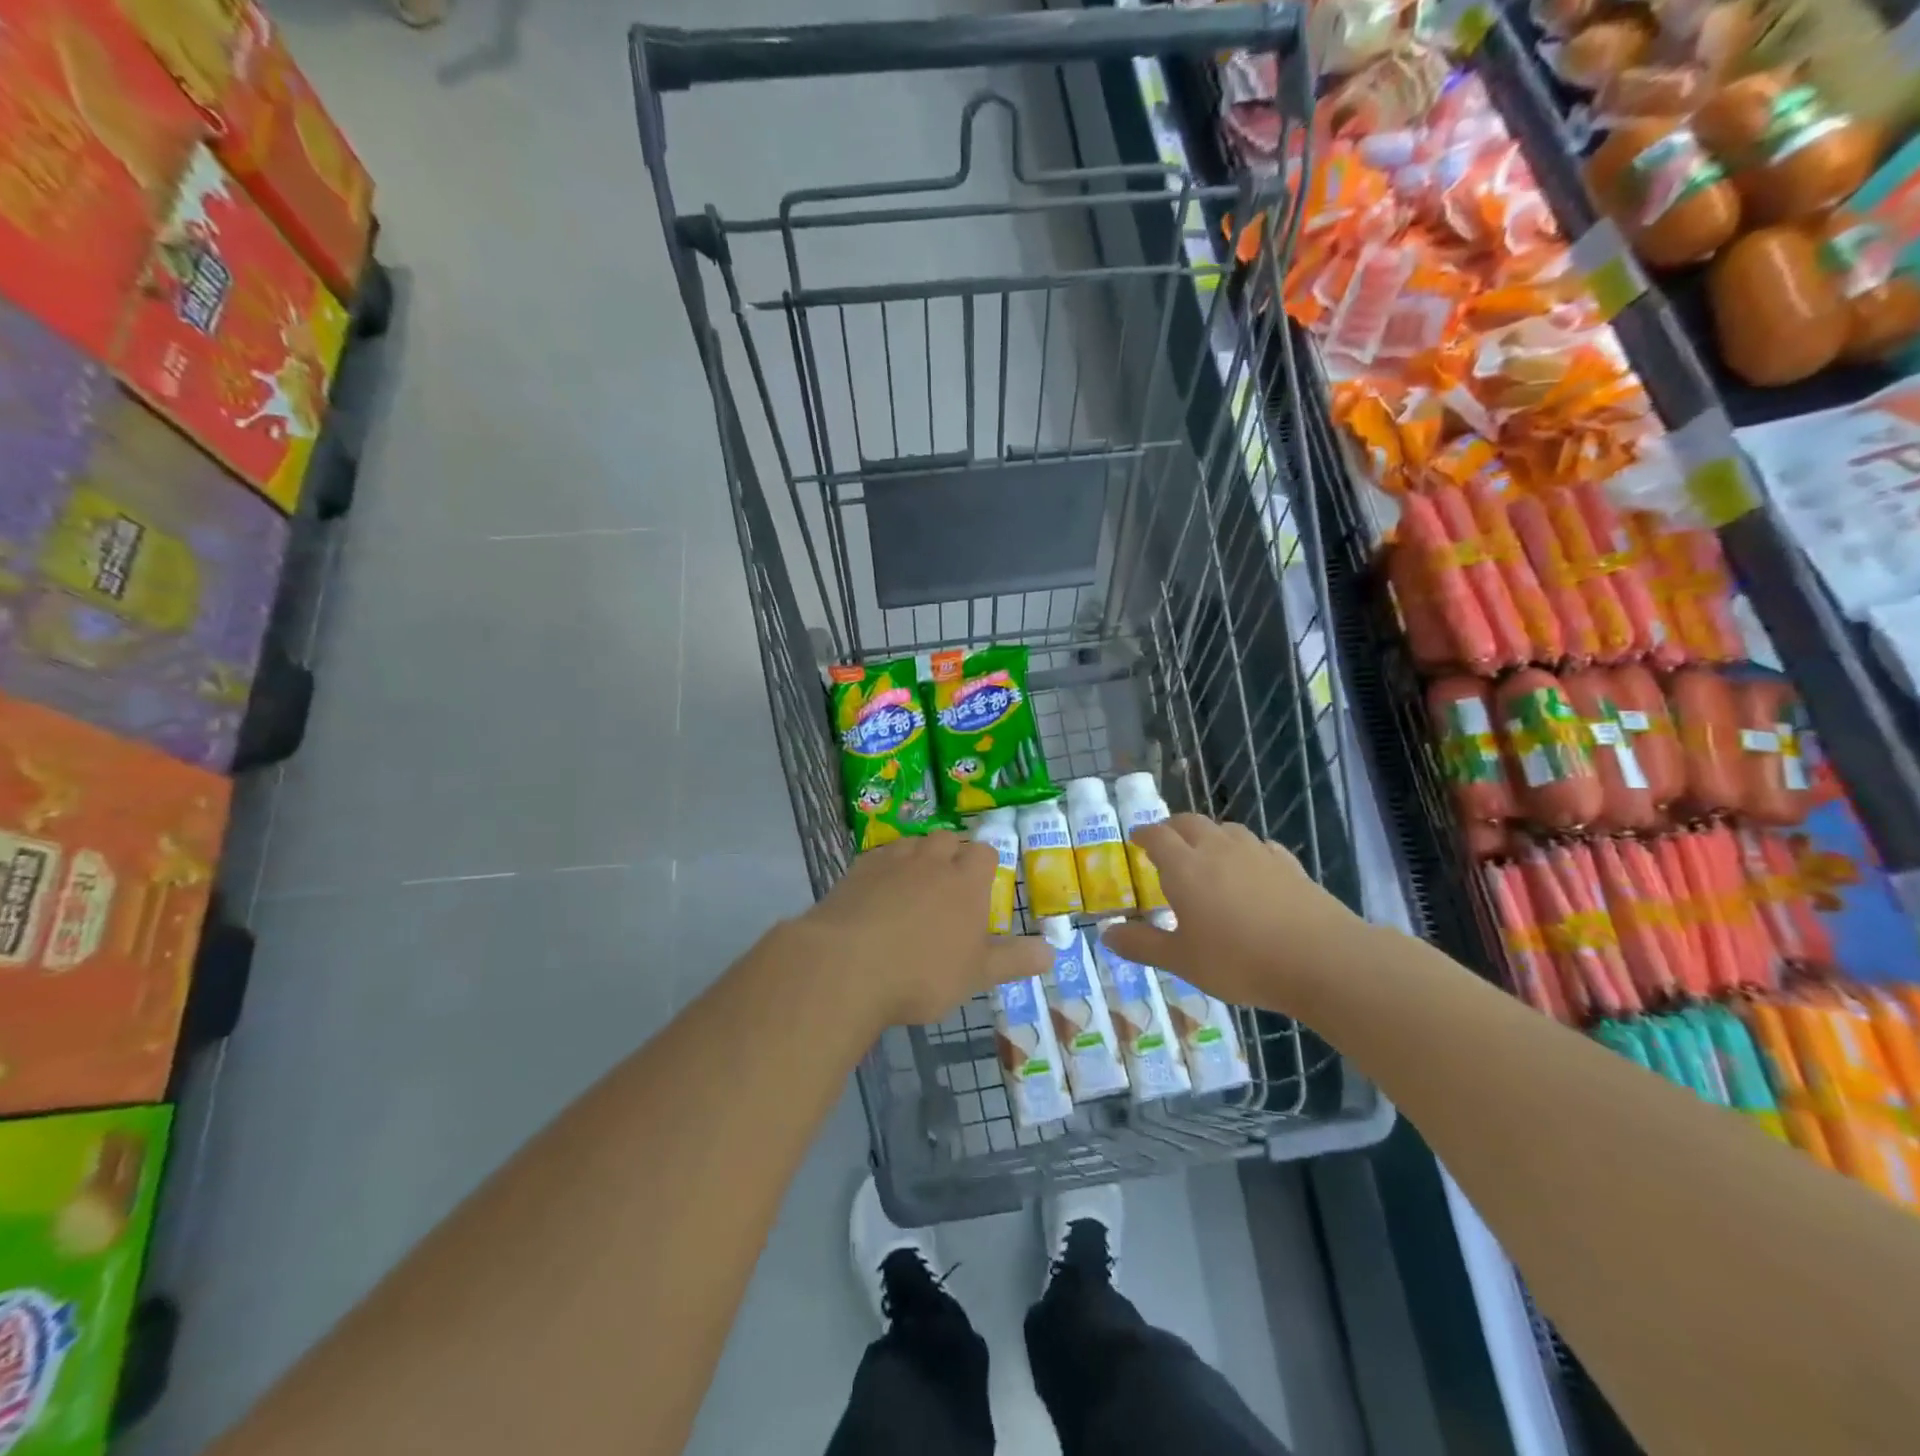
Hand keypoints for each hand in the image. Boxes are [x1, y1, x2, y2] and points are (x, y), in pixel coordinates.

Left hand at [790, 832, 1050, 1027]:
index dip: (984, 865)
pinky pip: (879, 857)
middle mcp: (931, 860)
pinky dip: (884, 870)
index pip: (983, 852)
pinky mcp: (857, 869)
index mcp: (965, 880)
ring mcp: (892, 860)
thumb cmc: (922, 973)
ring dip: (917, 859)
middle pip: (947, 839)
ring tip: (913, 890)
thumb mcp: (976, 974)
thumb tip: (1052, 952)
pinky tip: (878, 896)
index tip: (980, 887)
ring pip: (912, 844)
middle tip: (947, 889)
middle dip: (951, 855)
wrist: (847, 965)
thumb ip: (1014, 960)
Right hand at [1101, 815, 1363, 1012]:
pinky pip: (1260, 846)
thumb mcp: (1182, 961)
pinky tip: (1252, 868)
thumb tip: (1106, 933)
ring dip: (1209, 834)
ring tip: (1206, 854)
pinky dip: (1246, 850)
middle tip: (1165, 842)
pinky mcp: (1289, 865)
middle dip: (1172, 827)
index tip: (1135, 838)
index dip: (1143, 834)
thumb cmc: (1239, 961)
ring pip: (1226, 829)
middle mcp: (1218, 849)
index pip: (1157, 836)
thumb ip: (1142, 945)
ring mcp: (1257, 853)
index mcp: (1185, 867)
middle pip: (1189, 822)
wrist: (1321, 960)